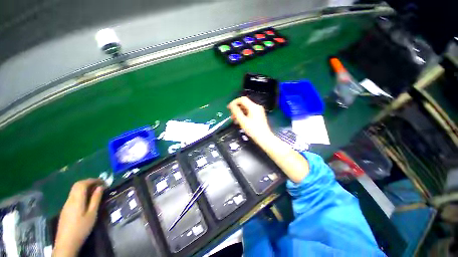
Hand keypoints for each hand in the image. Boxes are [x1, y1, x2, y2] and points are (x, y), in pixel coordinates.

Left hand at [53, 179, 103, 256]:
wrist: (66, 242)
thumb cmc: (81, 228)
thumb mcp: (92, 214)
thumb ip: (96, 199)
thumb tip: (100, 187)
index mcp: (77, 199)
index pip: (83, 183)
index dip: (93, 180)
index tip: (103, 182)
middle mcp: (70, 199)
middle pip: (77, 185)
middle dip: (89, 182)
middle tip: (100, 185)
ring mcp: (66, 204)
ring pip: (75, 190)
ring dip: (85, 187)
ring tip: (95, 191)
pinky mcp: (65, 209)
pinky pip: (73, 196)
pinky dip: (81, 193)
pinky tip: (87, 200)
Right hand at [228, 96, 273, 143]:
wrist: (264, 138)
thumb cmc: (253, 130)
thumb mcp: (242, 121)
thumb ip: (236, 112)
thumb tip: (231, 106)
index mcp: (253, 107)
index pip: (242, 99)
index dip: (234, 102)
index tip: (228, 108)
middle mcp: (257, 107)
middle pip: (244, 104)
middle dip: (236, 108)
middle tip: (231, 115)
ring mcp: (259, 111)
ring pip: (246, 108)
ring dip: (239, 112)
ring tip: (234, 120)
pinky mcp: (259, 115)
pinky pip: (249, 112)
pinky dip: (244, 115)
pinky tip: (240, 121)